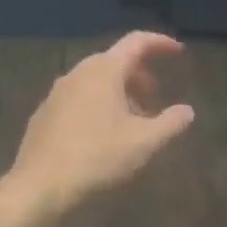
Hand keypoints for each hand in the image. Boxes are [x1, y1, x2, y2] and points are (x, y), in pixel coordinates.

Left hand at [12, 32, 194, 212]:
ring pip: (94, 81)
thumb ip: (170, 123)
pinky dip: (97, 104)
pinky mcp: (44, 113)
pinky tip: (102, 134)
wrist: (40, 185)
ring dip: (118, 92)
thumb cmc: (97, 157)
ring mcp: (57, 92)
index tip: (177, 52)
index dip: (160, 43)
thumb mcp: (144, 142)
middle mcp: (78, 73)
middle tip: (154, 97)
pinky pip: (78, 97)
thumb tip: (187, 111)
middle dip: (138, 75)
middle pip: (114, 61)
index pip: (136, 42)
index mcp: (104, 71)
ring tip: (131, 120)